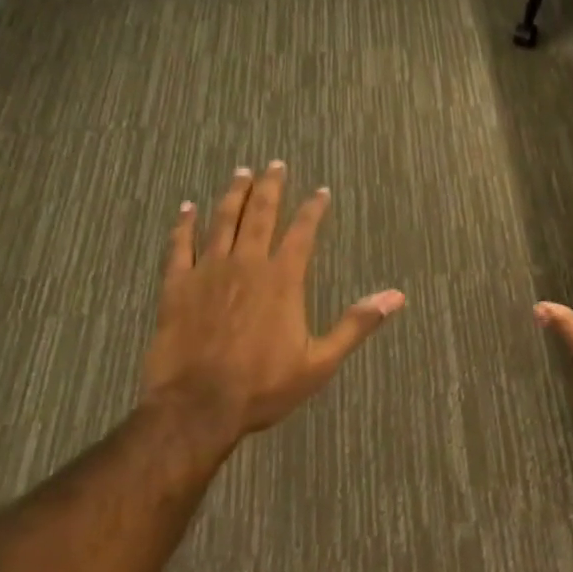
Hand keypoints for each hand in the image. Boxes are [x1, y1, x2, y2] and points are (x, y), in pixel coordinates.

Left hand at [141, 162, 404, 452]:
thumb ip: (356, 324)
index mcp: (282, 279)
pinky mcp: (176, 287)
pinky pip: (178, 246)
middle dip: (270, 187)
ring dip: (233, 195)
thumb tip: (396, 296)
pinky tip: (186, 208)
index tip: (320, 191)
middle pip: (260, 215)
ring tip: (241, 173)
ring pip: (222, 222)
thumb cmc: (263, 386)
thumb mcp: (320, 362)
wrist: (197, 407)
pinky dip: (183, 225)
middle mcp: (247, 264)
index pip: (302, 232)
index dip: (313, 209)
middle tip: (275, 164)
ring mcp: (208, 272)